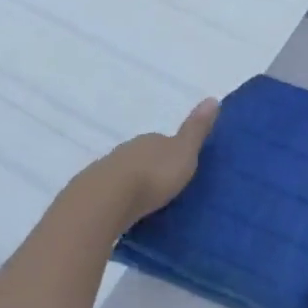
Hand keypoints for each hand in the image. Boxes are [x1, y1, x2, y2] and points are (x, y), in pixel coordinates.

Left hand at [85, 98, 219, 225]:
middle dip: (153, 168)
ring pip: (127, 172)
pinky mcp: (95, 191)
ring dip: (135, 183)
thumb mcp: (184, 152)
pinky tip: (126, 209)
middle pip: (144, 156)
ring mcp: (109, 168)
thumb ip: (196, 130)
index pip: (164, 141)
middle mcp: (129, 149)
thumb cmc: (154, 174)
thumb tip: (212, 98)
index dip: (173, 153)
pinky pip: (113, 191)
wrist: (108, 198)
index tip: (182, 168)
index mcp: (152, 140)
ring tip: (147, 202)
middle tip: (166, 188)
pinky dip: (120, 197)